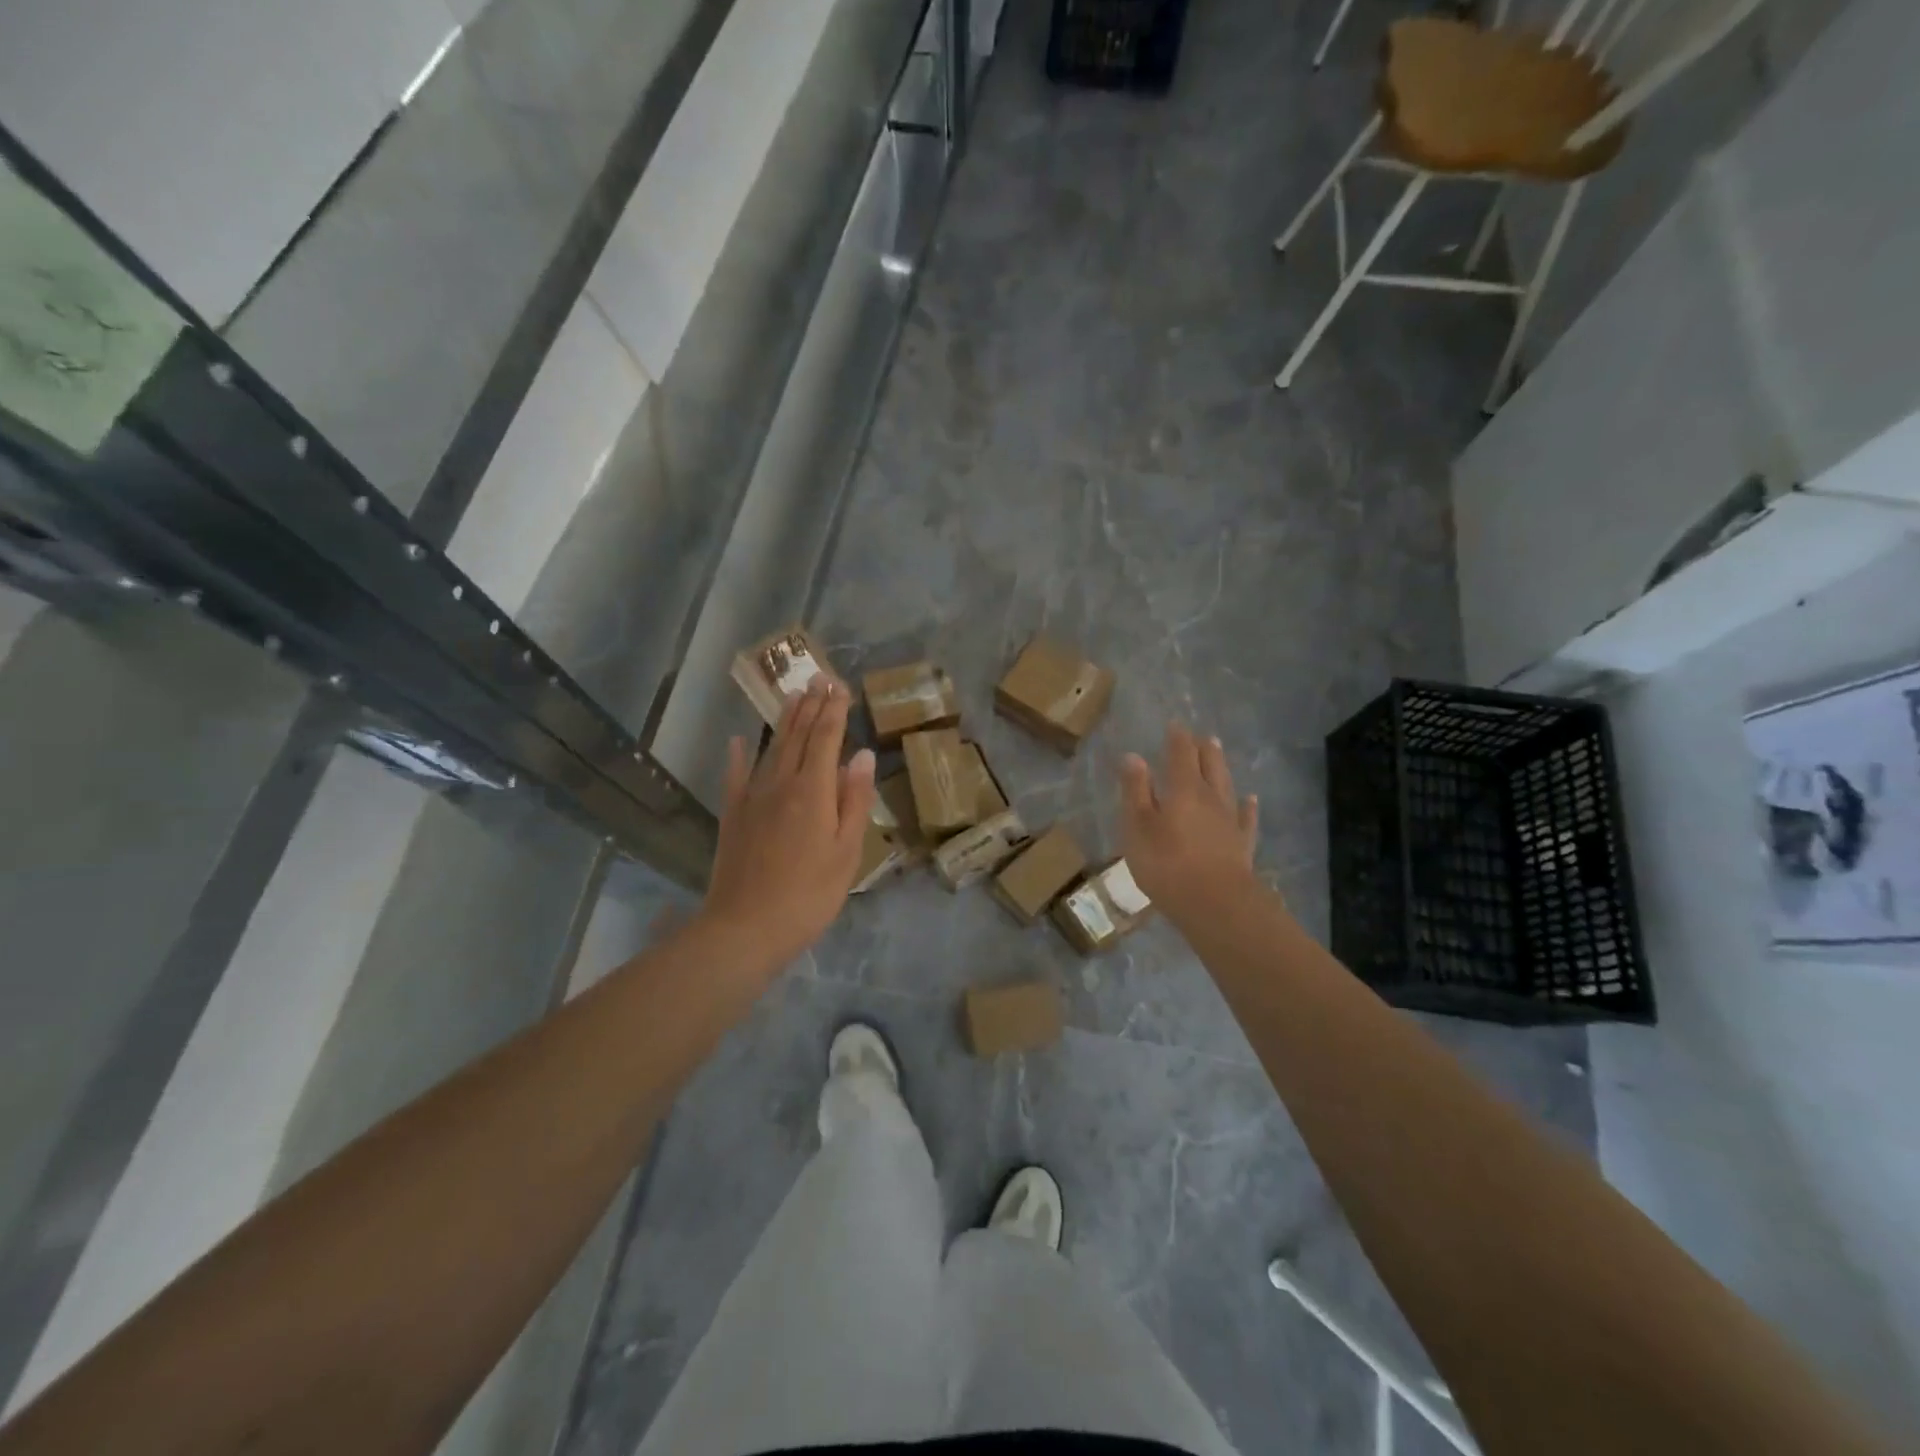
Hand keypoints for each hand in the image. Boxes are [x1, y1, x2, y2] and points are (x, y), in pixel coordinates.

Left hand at [701, 676, 876, 970]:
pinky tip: (738, 740)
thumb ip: (854, 801)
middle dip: (811, 706)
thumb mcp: (847, 852)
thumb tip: (861, 755)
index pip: (826, 739)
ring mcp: (752, 797)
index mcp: (814, 791)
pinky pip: (735, 776)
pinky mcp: (732, 815)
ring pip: (771, 748)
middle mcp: (781, 783)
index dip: (834, 711)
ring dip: (784, 720)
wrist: (746, 927)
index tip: (841, 687)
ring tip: (793, 696)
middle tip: (819, 678)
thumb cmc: (809, 894)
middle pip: (798, 736)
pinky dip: (738, 755)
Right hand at [1119, 724, 1259, 922]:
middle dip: (1202, 748)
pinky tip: (1250, 799)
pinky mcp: (1242, 844)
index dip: (1177, 738)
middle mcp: (1210, 797)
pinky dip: (1247, 806)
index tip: (1175, 725)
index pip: (1181, 754)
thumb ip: (1136, 791)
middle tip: (1200, 735)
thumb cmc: (1167, 864)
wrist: (1216, 904)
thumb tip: (1133, 756)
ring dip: (1221, 767)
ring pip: (1226, 785)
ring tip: (1218, 751)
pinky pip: (1246, 817)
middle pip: (1208, 764)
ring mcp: (1230, 820)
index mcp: (1182, 789)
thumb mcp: (1138, 827)